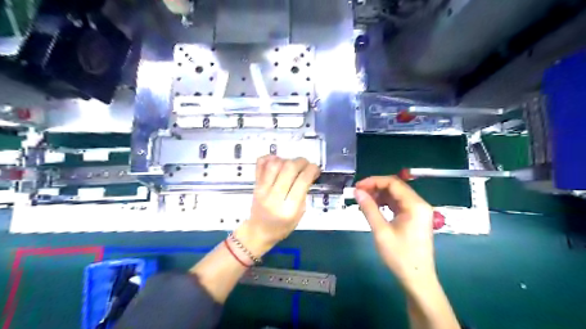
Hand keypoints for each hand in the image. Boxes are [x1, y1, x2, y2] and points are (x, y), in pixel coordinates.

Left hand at [235, 155, 319, 253]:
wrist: (259, 231)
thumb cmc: (282, 227)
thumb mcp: (299, 215)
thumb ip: (303, 194)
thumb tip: (308, 173)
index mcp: (289, 209)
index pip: (302, 181)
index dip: (311, 170)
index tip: (315, 168)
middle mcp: (274, 197)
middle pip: (289, 169)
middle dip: (301, 162)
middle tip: (306, 164)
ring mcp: (262, 190)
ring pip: (274, 164)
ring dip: (287, 160)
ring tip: (292, 164)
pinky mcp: (255, 185)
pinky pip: (260, 165)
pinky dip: (270, 158)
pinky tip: (277, 161)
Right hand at [352, 176, 433, 285]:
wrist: (417, 279)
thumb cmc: (400, 256)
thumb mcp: (381, 231)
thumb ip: (369, 208)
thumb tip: (357, 192)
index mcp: (415, 205)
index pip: (393, 183)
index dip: (373, 181)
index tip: (357, 187)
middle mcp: (419, 204)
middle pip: (395, 187)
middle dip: (375, 187)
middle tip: (358, 194)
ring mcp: (418, 211)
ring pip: (396, 195)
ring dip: (379, 195)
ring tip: (363, 201)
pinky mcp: (414, 218)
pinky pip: (398, 204)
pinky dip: (385, 203)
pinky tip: (374, 208)